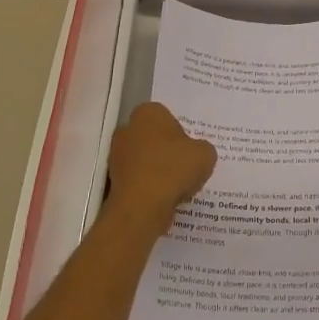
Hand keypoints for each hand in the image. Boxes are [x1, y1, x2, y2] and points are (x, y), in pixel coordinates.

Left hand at [105, 101, 216, 233]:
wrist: (141, 207)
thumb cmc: (173, 170)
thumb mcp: (205, 154)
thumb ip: (202, 148)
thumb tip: (196, 153)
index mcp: (148, 112)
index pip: (167, 116)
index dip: (181, 133)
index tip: (190, 150)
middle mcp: (127, 128)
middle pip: (153, 137)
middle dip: (166, 150)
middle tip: (185, 166)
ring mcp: (116, 155)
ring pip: (144, 159)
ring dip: (157, 170)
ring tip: (177, 186)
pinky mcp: (113, 180)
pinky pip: (138, 179)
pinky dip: (148, 186)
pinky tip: (163, 198)